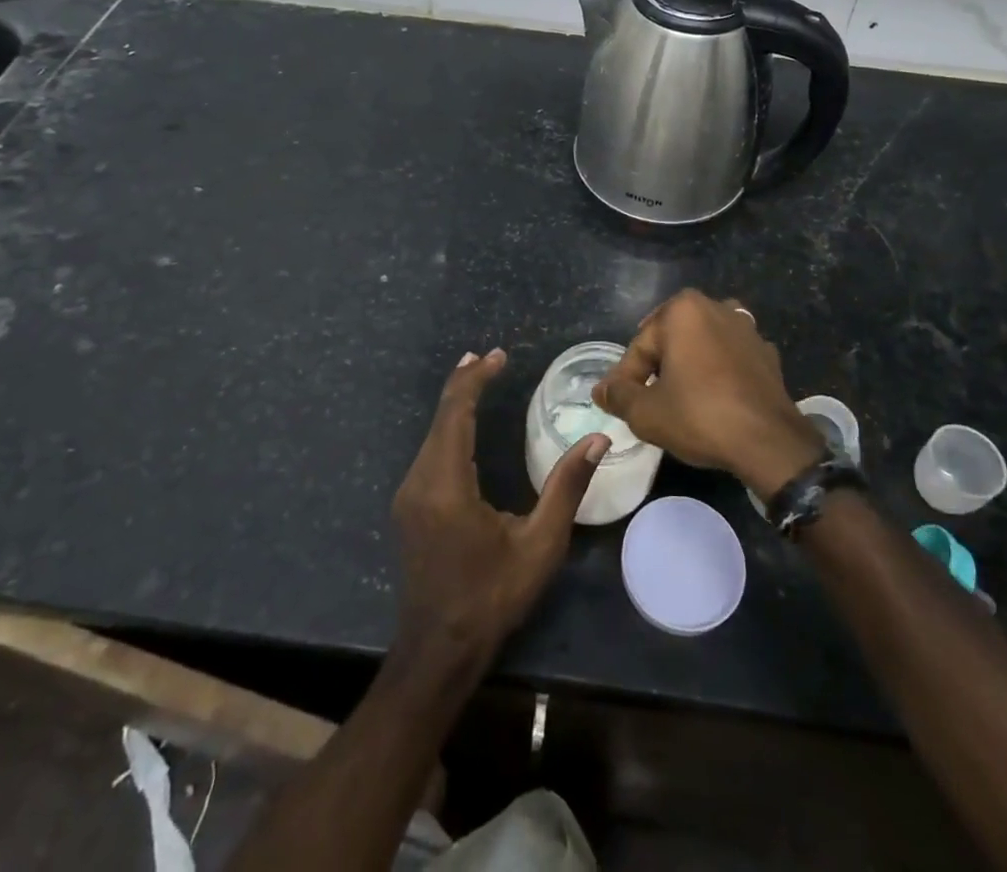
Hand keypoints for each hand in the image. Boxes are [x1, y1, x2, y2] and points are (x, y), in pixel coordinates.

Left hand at [392, 349, 607, 663]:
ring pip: (432, 432)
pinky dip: (448, 426)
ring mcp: (409, 494)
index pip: (456, 414)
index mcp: (446, 485)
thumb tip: (598, 440)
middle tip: (490, 358)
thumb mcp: (539, 545)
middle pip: (441, 417)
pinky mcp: (409, 504)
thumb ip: (567, 487)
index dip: (475, 380)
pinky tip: (462, 422)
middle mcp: (419, 481)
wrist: (439, 650)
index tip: (498, 356)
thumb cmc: (493, 597)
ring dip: (456, 403)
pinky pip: (429, 451)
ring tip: (479, 377)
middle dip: (464, 383)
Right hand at [593, 290, 822, 499]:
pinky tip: (714, 400)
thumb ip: (618, 396)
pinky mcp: (767, 353)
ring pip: (702, 346)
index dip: (627, 379)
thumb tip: (600, 390)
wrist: (769, 442)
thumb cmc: (700, 416)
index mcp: (682, 310)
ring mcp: (746, 328)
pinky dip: (718, 374)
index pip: (640, 346)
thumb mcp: (646, 413)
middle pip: (672, 340)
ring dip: (689, 367)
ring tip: (681, 400)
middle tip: (649, 402)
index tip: (622, 406)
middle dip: (658, 368)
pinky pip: (730, 359)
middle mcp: (715, 306)